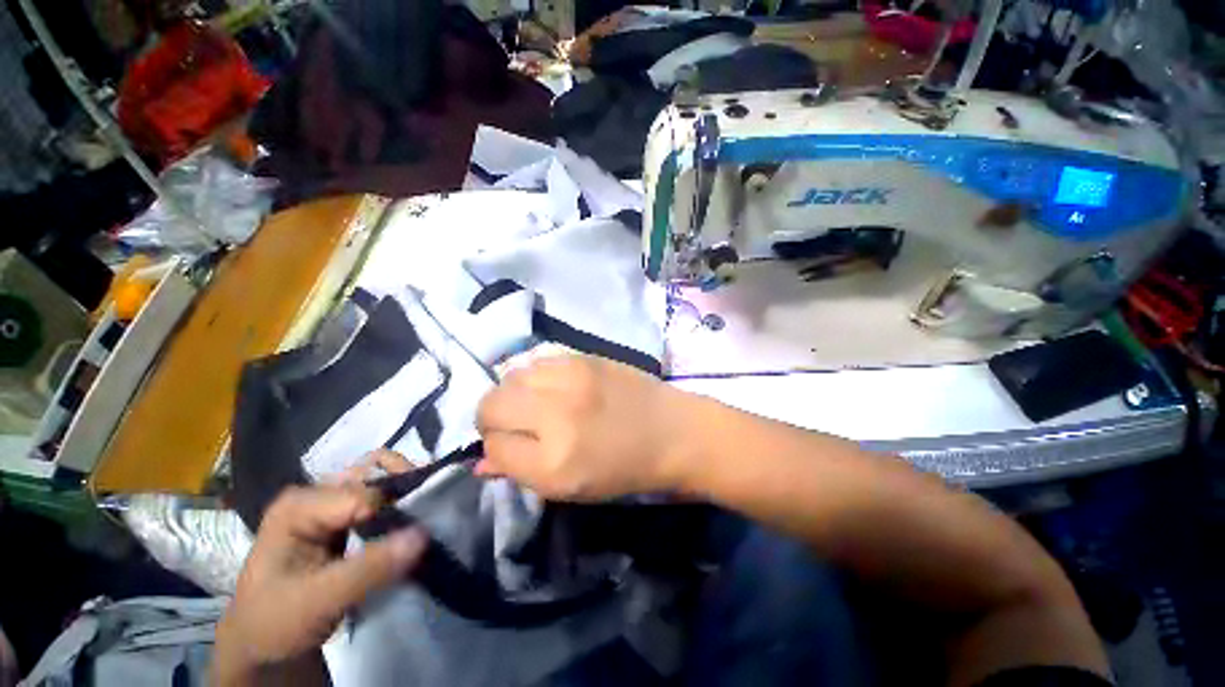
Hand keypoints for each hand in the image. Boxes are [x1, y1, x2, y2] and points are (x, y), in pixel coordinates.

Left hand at [214, 486, 425, 680]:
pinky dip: (401, 506)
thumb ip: (369, 568)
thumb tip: (423, 533)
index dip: (395, 511)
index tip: (420, 532)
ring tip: (426, 516)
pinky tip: (411, 522)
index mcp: (299, 504)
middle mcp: (316, 494)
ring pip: (381, 482)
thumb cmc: (276, 622)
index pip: (365, 494)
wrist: (263, 645)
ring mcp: (329, 504)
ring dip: (407, 496)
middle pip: (376, 474)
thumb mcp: (318, 600)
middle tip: (431, 514)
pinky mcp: (342, 519)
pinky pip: (380, 500)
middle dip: (407, 491)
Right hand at [476, 354, 694, 499]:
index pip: (492, 443)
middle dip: (494, 417)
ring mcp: (571, 376)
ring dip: (514, 392)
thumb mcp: (569, 487)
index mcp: (554, 460)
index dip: (495, 447)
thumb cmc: (623, 469)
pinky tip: (553, 385)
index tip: (510, 446)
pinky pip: (536, 360)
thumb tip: (481, 458)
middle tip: (518, 424)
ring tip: (536, 403)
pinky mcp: (583, 356)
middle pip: (491, 402)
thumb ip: (519, 470)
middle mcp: (556, 411)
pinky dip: (534, 374)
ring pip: (510, 376)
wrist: (671, 430)